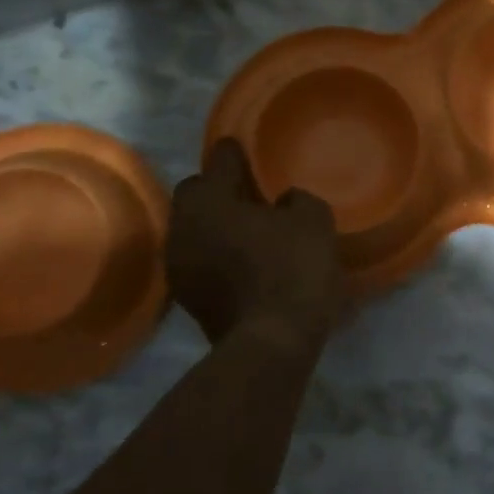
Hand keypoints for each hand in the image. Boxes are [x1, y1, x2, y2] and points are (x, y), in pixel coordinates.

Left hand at [168, 139, 344, 350]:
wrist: (271, 344)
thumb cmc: (291, 269)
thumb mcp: (312, 221)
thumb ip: (297, 200)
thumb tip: (284, 201)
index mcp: (208, 201)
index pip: (218, 160)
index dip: (236, 152)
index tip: (246, 150)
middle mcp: (183, 228)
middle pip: (197, 195)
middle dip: (219, 191)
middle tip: (252, 197)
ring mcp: (180, 267)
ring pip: (196, 230)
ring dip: (218, 226)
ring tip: (252, 232)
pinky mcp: (189, 300)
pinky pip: (202, 261)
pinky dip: (219, 256)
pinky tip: (247, 263)